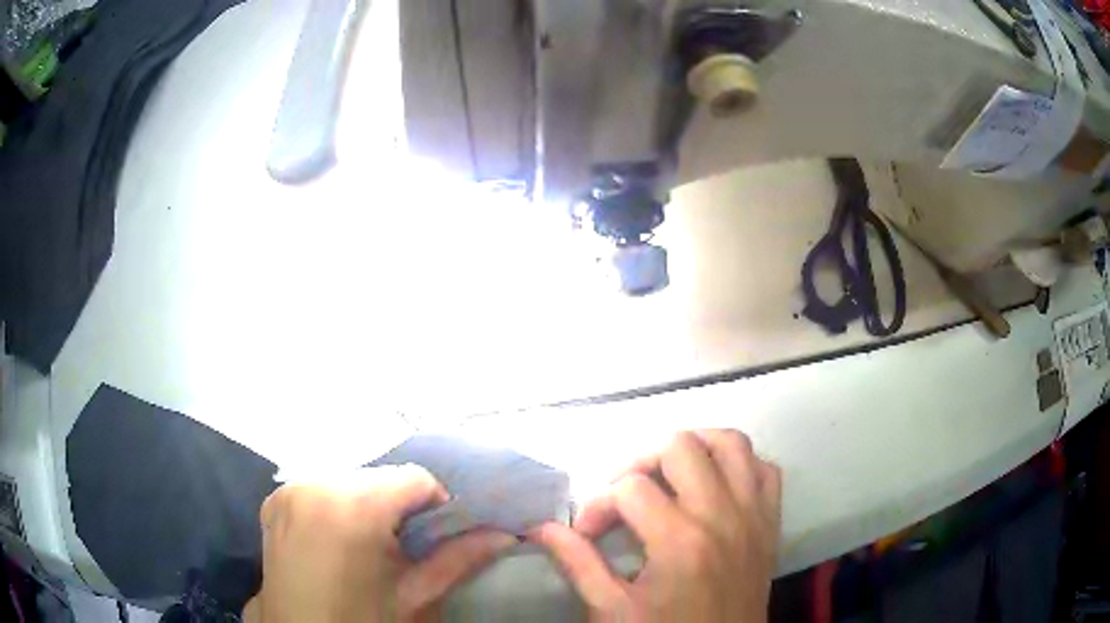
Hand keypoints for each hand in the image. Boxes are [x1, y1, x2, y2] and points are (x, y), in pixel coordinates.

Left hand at [244, 465, 515, 622]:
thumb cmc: (363, 620)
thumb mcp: (416, 596)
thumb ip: (460, 558)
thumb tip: (505, 535)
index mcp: (352, 505)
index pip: (414, 477)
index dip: (436, 504)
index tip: (437, 536)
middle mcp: (315, 483)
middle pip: (379, 477)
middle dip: (399, 505)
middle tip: (405, 545)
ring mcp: (288, 490)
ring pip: (349, 480)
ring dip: (367, 504)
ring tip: (371, 545)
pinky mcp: (273, 501)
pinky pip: (319, 489)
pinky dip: (336, 505)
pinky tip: (339, 539)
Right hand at [530, 430, 781, 622]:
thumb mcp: (612, 609)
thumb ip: (578, 563)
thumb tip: (541, 528)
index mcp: (680, 541)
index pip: (629, 489)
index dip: (596, 506)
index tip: (586, 533)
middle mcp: (722, 515)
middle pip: (680, 446)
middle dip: (640, 463)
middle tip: (625, 497)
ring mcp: (754, 515)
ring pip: (731, 442)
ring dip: (695, 448)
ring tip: (668, 475)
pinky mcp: (771, 522)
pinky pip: (764, 469)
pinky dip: (739, 466)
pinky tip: (714, 487)